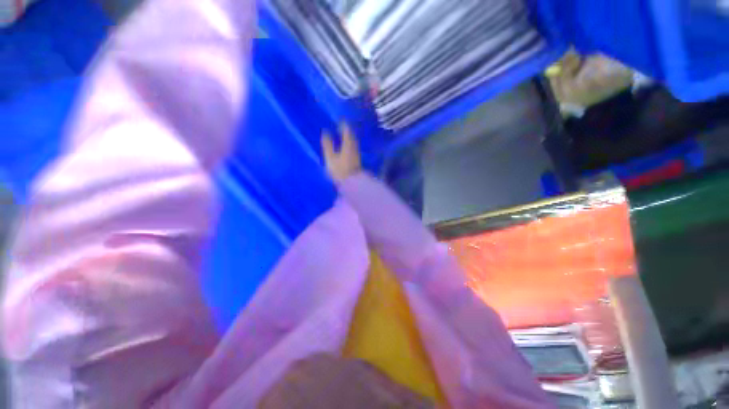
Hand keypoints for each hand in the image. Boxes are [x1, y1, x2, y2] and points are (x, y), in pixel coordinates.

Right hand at [321, 123, 361, 181]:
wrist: (351, 183)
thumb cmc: (339, 170)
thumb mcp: (330, 157)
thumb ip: (328, 144)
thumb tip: (325, 132)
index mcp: (348, 145)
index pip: (347, 131)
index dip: (344, 125)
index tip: (341, 120)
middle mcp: (354, 147)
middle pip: (352, 136)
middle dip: (348, 130)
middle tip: (342, 126)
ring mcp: (357, 154)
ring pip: (354, 142)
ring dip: (349, 137)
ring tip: (344, 135)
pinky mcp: (357, 160)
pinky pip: (354, 148)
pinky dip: (350, 144)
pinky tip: (347, 146)